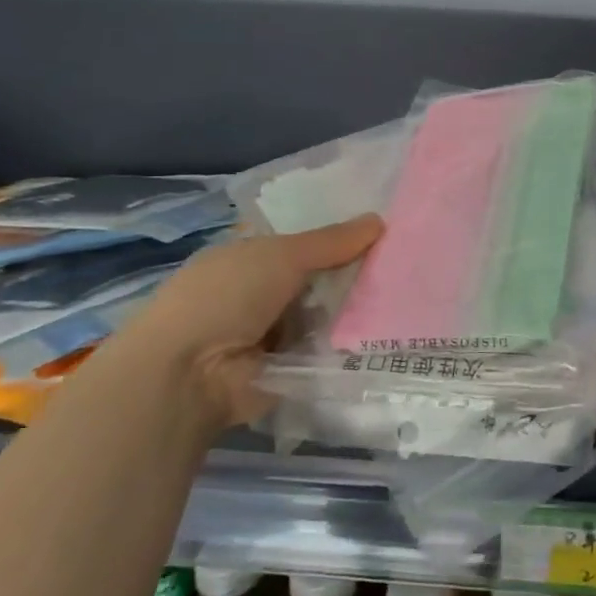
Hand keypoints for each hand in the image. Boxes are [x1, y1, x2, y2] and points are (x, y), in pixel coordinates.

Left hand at [128, 216, 382, 429]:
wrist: (190, 375)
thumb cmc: (227, 296)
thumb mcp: (283, 255)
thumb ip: (332, 241)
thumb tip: (379, 220)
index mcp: (249, 257)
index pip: (302, 241)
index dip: (338, 234)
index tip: (383, 230)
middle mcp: (260, 292)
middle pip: (319, 276)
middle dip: (355, 271)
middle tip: (405, 263)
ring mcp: (273, 332)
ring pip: (327, 312)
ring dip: (356, 308)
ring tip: (405, 296)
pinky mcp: (288, 367)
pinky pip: (327, 348)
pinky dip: (349, 342)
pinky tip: (388, 330)